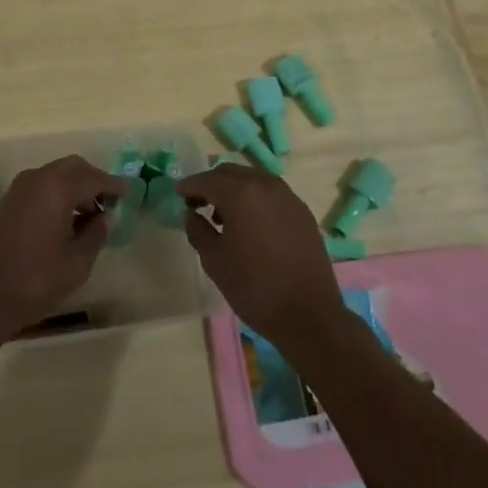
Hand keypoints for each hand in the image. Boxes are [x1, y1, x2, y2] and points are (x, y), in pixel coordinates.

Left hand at [0, 155, 126, 342]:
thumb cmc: (34, 281)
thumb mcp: (76, 263)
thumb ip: (95, 234)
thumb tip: (106, 217)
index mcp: (57, 188)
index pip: (93, 178)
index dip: (113, 185)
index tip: (129, 191)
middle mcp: (38, 179)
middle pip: (73, 167)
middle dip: (93, 180)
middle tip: (109, 202)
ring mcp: (19, 188)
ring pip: (55, 174)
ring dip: (74, 186)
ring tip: (88, 215)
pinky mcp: (8, 201)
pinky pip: (41, 185)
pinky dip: (57, 193)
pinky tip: (65, 219)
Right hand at [175, 164, 346, 349]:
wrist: (309, 314)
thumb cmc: (255, 288)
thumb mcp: (215, 262)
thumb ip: (198, 231)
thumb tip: (191, 214)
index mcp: (241, 194)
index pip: (207, 180)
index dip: (190, 185)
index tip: (179, 194)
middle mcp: (265, 185)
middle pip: (231, 173)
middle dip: (211, 183)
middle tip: (198, 203)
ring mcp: (288, 196)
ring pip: (253, 179)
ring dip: (234, 189)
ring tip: (223, 216)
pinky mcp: (302, 211)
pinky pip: (271, 193)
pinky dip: (255, 198)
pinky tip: (251, 223)